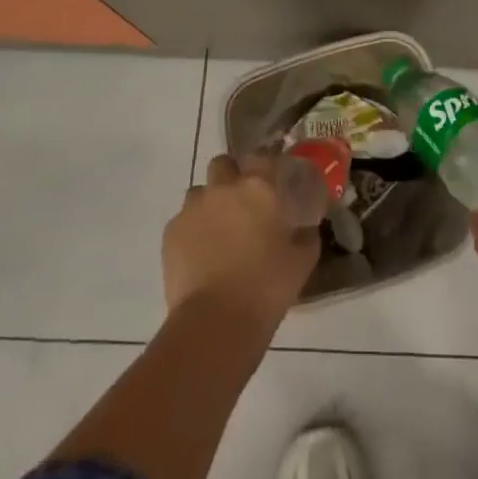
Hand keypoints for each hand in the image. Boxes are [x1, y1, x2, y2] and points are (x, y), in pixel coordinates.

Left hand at [163, 154, 319, 332]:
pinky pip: (183, 220)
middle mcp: (224, 187)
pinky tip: (200, 255)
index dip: (266, 166)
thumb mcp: (303, 259)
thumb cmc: (267, 287)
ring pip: (199, 192)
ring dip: (209, 203)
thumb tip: (306, 226)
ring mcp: (193, 208)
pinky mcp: (171, 231)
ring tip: (218, 232)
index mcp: (259, 187)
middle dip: (230, 177)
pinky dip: (192, 231)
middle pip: (223, 163)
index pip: (262, 156)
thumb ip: (306, 233)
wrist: (216, 321)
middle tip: (241, 204)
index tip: (273, 183)